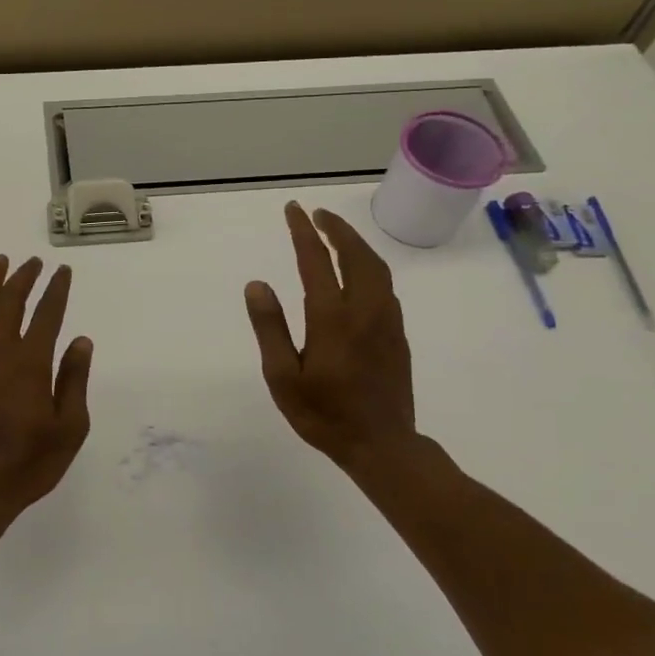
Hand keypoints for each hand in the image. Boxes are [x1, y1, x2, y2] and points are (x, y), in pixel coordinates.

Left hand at [0, 255, 92, 521]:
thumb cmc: (30, 462)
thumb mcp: (69, 427)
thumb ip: (74, 379)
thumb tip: (80, 340)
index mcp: (28, 365)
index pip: (46, 315)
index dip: (56, 290)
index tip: (63, 272)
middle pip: (9, 303)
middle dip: (23, 278)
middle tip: (34, 262)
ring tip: (1, 262)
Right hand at [244, 203, 421, 480]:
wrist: (382, 445)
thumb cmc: (324, 415)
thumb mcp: (283, 377)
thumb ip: (270, 327)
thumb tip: (257, 284)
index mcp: (332, 318)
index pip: (316, 260)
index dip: (303, 232)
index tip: (293, 210)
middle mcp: (364, 310)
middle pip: (355, 255)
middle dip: (336, 228)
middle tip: (316, 213)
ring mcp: (386, 321)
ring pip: (376, 267)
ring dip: (355, 244)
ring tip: (336, 234)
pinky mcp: (397, 333)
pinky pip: (385, 285)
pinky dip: (369, 265)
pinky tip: (358, 272)